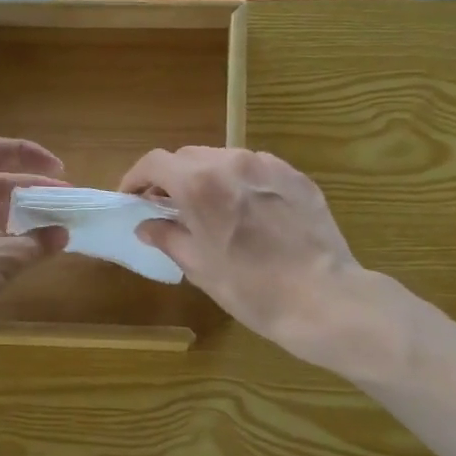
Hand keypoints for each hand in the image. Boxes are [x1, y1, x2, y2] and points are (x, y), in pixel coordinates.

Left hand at [0, 137, 67, 351]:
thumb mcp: (0, 258)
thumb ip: (36, 243)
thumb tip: (62, 234)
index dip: (24, 152)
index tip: (56, 169)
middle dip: (29, 188)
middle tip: (63, 201)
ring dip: (18, 215)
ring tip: (50, 227)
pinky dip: (3, 238)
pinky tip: (24, 254)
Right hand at [118, 147, 372, 366]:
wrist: (323, 298)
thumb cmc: (251, 289)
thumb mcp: (199, 267)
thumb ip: (168, 237)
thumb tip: (146, 225)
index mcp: (199, 184)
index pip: (154, 162)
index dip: (136, 177)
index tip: (132, 198)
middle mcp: (232, 162)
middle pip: (188, 157)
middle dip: (171, 178)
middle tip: (167, 207)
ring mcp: (269, 166)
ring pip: (223, 159)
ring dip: (206, 178)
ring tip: (208, 209)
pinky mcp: (296, 177)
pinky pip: (256, 169)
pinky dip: (240, 182)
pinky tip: (246, 211)